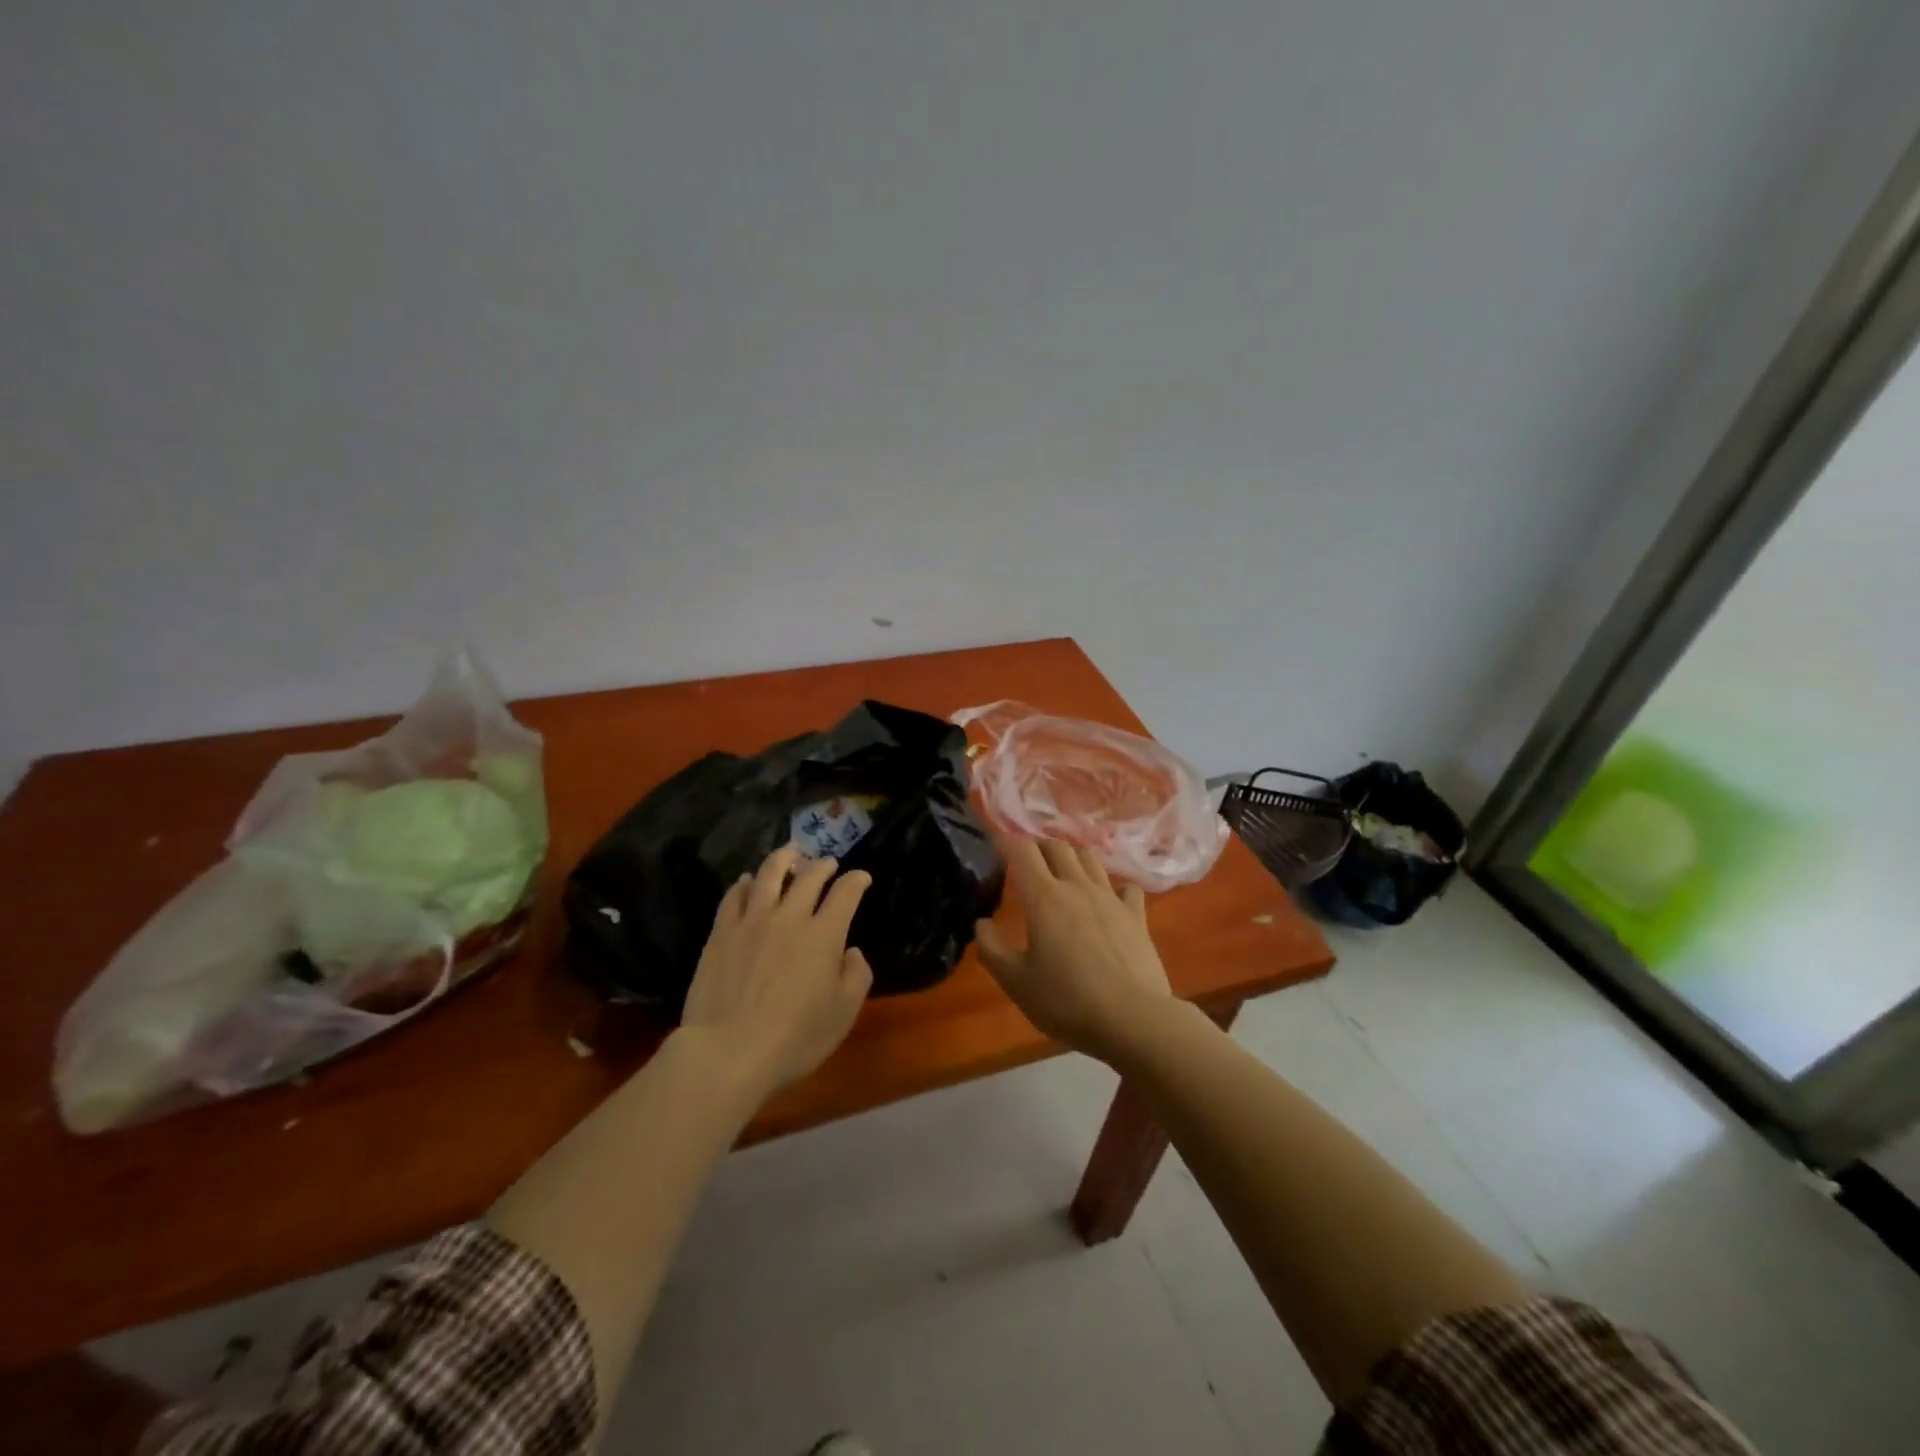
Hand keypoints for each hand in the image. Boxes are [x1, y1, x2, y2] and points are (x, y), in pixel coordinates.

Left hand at [679, 845, 873, 1100]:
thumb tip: (851, 952)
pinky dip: (745, 883)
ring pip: (769, 876)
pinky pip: (735, 896)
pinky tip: (748, 881)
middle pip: (808, 877)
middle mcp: (790, 917)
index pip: (846, 893)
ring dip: (783, 859)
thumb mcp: (843, 1014)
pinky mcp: (721, 933)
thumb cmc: (795, 1038)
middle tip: (827, 863)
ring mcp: (752, 921)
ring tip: (789, 853)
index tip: (861, 877)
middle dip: (822, 865)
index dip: (856, 880)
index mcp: (824, 934)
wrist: (728, 1052)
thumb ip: (856, 976)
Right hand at [975, 834, 1177, 1064]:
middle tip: (1026, 859)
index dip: (1005, 841)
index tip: (994, 841)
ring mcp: (1111, 898)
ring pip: (1089, 858)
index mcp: (1044, 898)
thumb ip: (992, 949)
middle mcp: (1077, 887)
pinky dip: (1112, 886)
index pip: (1021, 851)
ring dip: (1071, 856)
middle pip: (1057, 846)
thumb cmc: (1067, 1001)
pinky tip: (1108, 899)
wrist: (1133, 1019)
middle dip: (1038, 845)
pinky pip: (1125, 887)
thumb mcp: (1016, 982)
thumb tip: (982, 923)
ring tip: (1062, 869)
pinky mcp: (1136, 916)